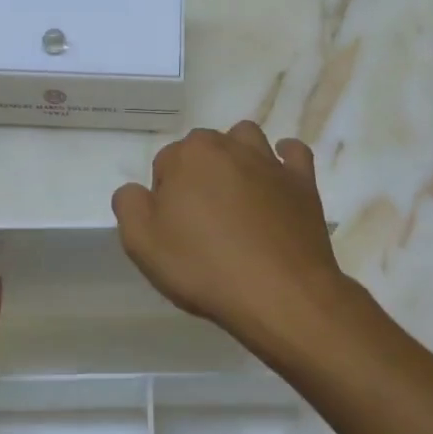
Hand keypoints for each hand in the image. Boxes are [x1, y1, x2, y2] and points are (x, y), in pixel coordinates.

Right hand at [112, 122, 349, 349]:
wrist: (280, 293)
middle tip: (199, 221)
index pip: (164, 164)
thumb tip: (135, 190)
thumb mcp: (142, 244)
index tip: (172, 230)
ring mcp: (270, 162)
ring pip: (245, 140)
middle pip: (203, 149)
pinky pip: (293, 154)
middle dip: (197, 174)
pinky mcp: (302, 182)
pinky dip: (283, 160)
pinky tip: (276, 180)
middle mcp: (229, 146)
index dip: (164, 197)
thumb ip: (129, 205)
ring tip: (234, 196)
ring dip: (236, 157)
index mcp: (188, 156)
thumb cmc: (204, 267)